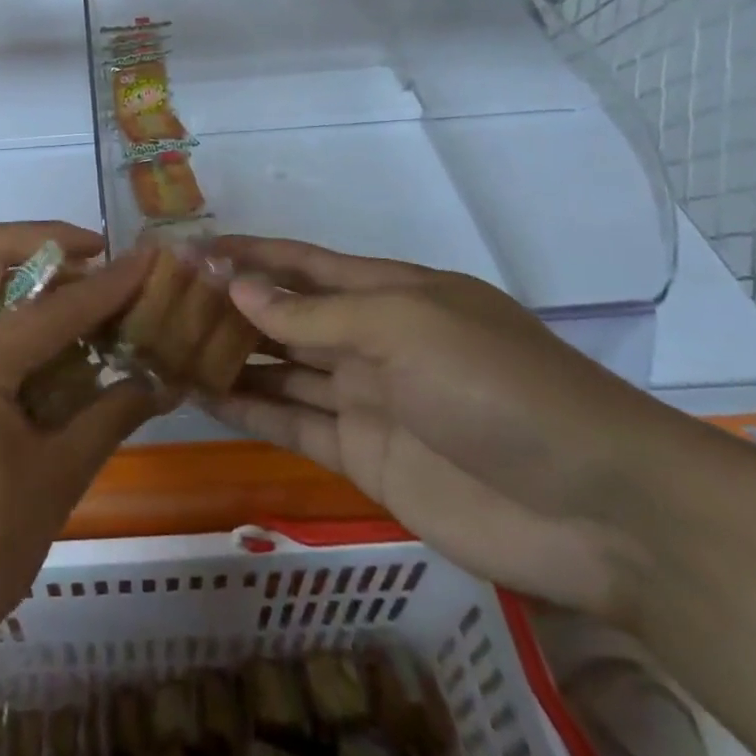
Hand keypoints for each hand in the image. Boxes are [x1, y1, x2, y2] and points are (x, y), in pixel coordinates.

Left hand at [0, 223, 160, 747]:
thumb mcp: (51, 485)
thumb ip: (108, 417)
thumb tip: (158, 380)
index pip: (57, 306)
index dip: (112, 282)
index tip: (149, 258)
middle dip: (47, 239)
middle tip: (96, 257)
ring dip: (19, 271)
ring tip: (72, 299)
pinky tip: (30, 345)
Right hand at [205, 236, 705, 625]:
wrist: (594, 507)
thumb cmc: (496, 385)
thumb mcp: (403, 328)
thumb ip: (315, 315)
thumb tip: (237, 287)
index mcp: (388, 292)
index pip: (302, 263)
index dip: (249, 253)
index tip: (190, 248)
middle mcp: (370, 339)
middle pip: (284, 315)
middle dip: (229, 304)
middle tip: (161, 298)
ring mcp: (363, 398)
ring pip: (279, 368)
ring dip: (229, 355)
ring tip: (166, 342)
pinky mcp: (360, 456)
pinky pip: (290, 423)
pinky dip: (246, 407)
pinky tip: (198, 393)